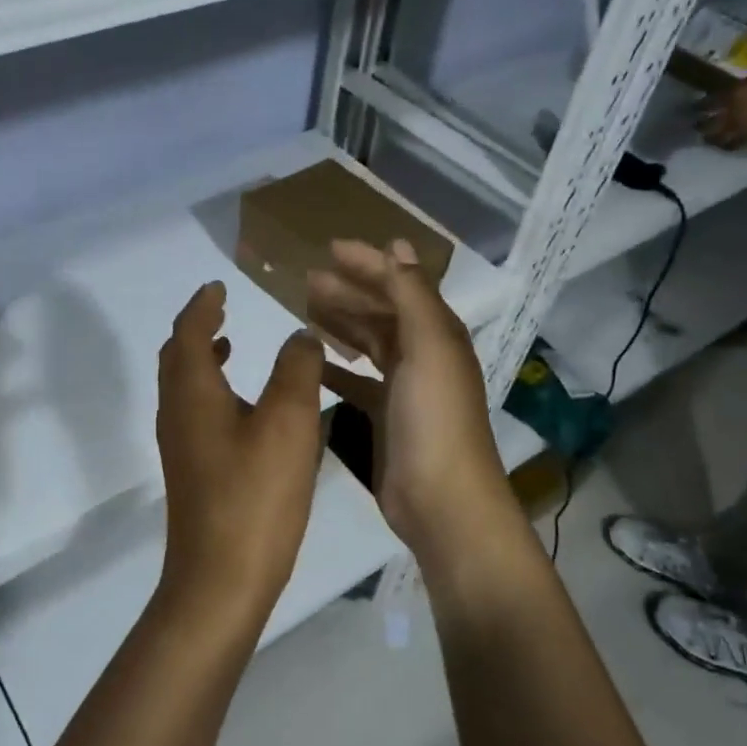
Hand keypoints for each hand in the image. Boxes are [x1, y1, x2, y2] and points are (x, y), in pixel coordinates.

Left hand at [156, 282, 324, 612]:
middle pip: (177, 356)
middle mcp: (176, 412)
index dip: (203, 304)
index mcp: (192, 392)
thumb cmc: (255, 495)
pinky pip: (195, 412)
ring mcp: (180, 445)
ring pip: (184, 386)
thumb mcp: (288, 422)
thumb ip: (296, 369)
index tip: (218, 285)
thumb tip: (299, 335)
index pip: (189, 331)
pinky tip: (245, 407)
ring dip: (204, 359)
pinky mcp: (192, 471)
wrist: (221, 578)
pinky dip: (212, 390)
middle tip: (223, 308)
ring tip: (232, 345)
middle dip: (197, 327)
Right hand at [306, 240, 509, 567]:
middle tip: (307, 280)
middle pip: (382, 312)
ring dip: (341, 324)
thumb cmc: (434, 417)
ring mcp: (404, 389)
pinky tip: (313, 362)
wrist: (440, 498)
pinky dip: (338, 368)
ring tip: (306, 311)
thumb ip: (412, 296)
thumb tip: (397, 247)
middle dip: (349, 291)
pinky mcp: (385, 418)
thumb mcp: (428, 347)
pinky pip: (357, 382)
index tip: (329, 248)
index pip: (400, 284)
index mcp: (437, 333)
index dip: (368, 263)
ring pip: (368, 344)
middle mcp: (423, 355)